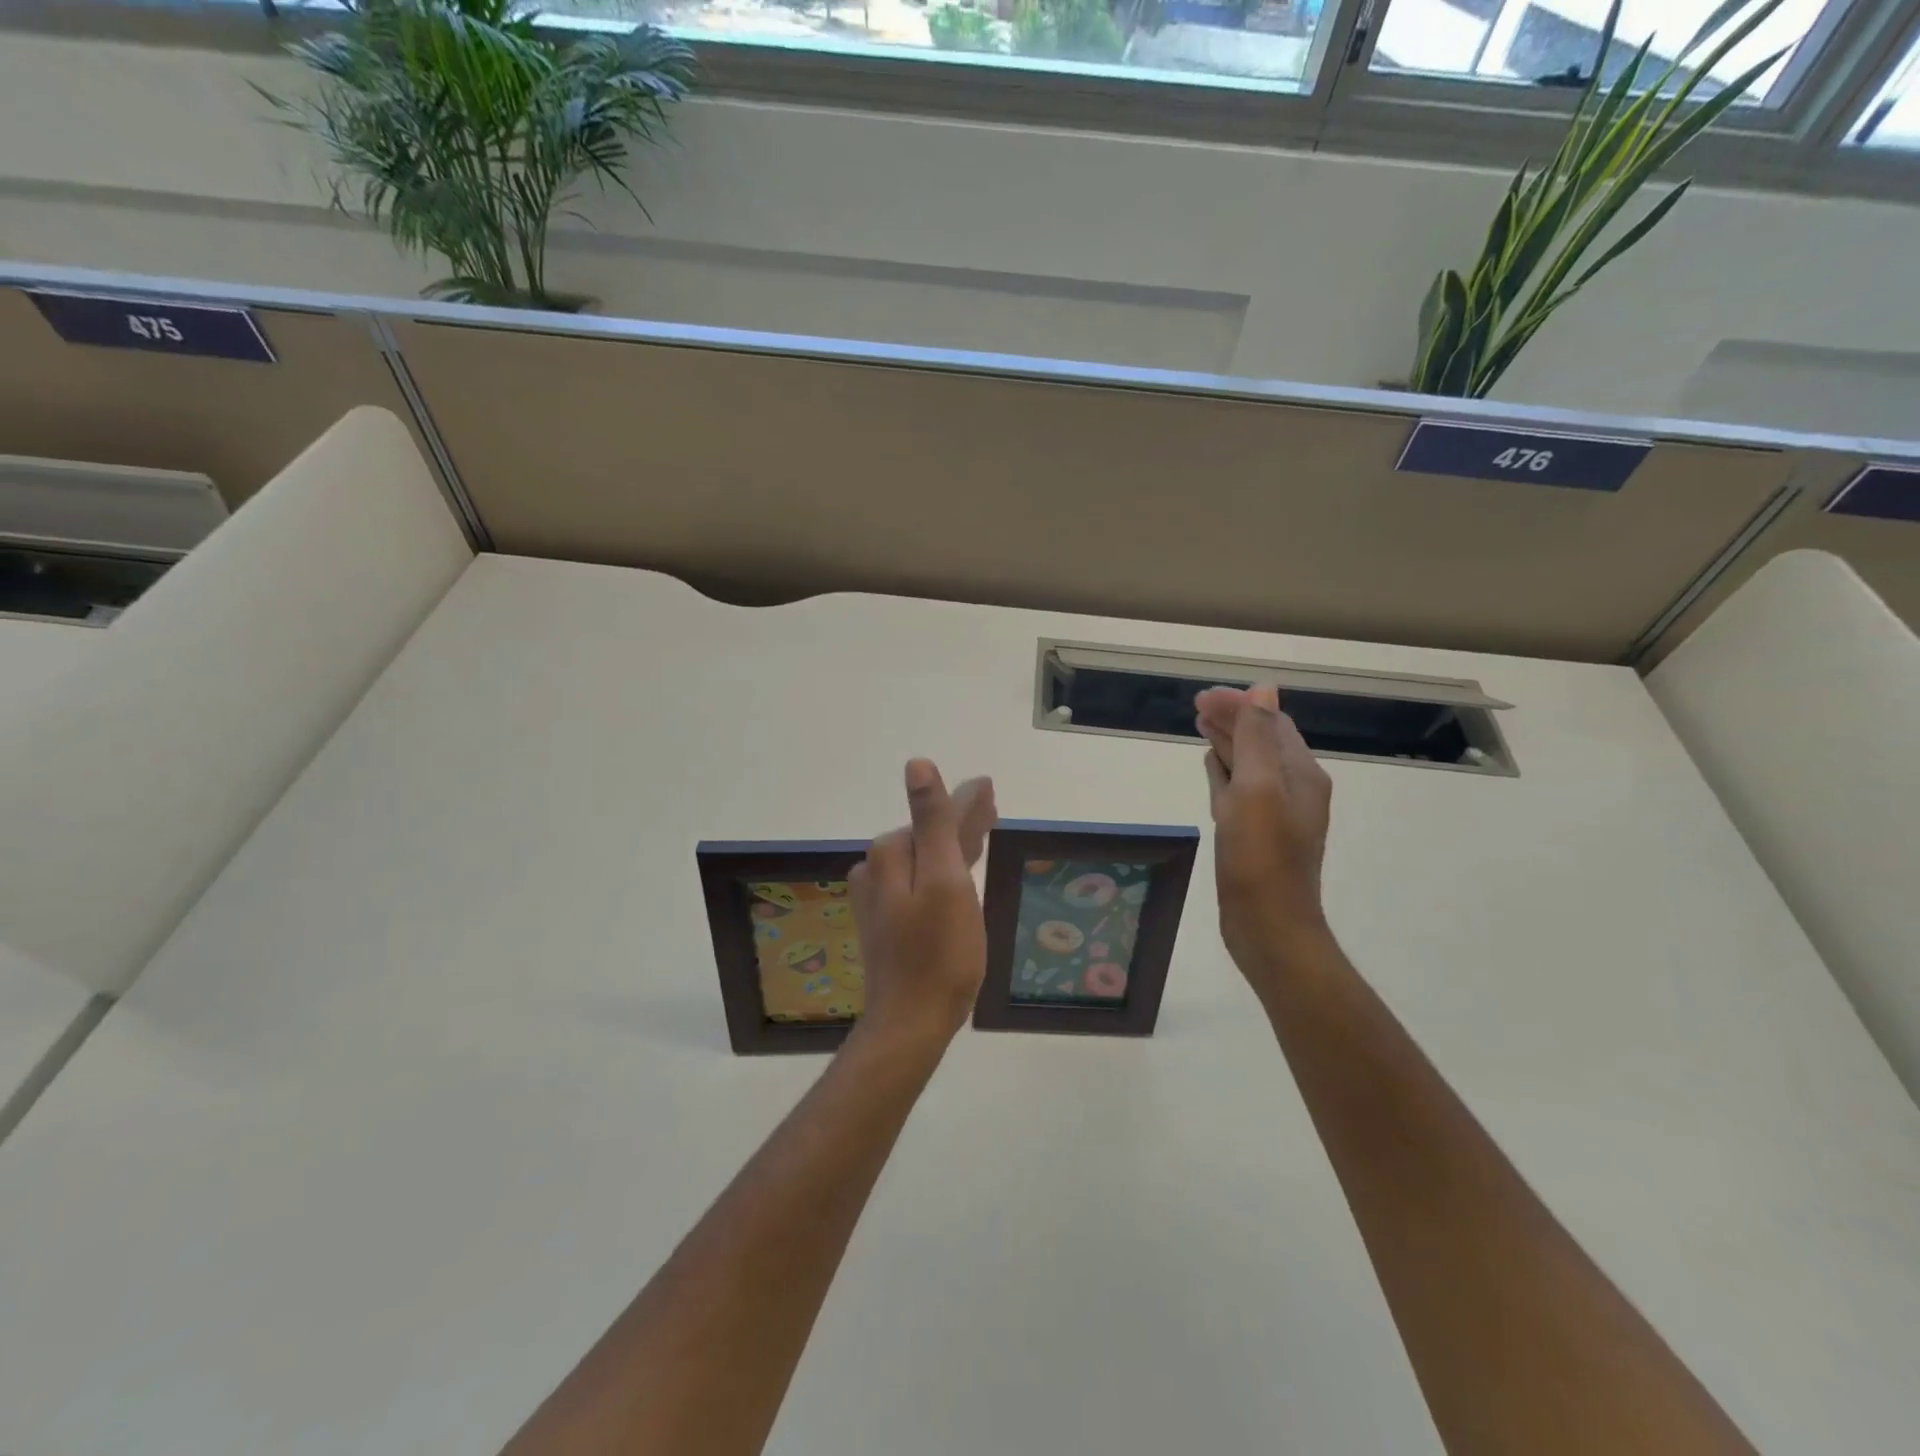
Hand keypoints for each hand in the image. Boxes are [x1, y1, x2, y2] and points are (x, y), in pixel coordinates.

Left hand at [849, 760, 996, 1049]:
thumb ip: (933, 822)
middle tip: (992, 811)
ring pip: (923, 858)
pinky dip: (939, 873)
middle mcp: (876, 869)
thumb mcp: (945, 880)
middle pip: (928, 835)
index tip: (991, 791)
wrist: (910, 1022)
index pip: (936, 816)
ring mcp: (877, 897)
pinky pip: (917, 882)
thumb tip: (917, 763)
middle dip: (960, 823)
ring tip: (979, 839)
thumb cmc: (940, 952)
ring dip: (950, 846)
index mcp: (891, 853)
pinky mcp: (884, 921)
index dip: (967, 803)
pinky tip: (952, 878)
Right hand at [1195, 684, 1335, 992]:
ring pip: (1250, 765)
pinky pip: (1240, 791)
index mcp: (1300, 774)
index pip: (1270, 723)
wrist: (1268, 926)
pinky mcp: (1255, 834)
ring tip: (1200, 726)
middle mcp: (1293, 789)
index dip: (1240, 705)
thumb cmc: (1261, 857)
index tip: (1201, 697)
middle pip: (1262, 741)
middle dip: (1233, 719)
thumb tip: (1263, 689)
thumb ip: (1258, 738)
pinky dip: (1225, 773)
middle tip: (1196, 706)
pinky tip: (1212, 768)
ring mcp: (1274, 814)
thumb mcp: (1258, 789)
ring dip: (1228, 742)